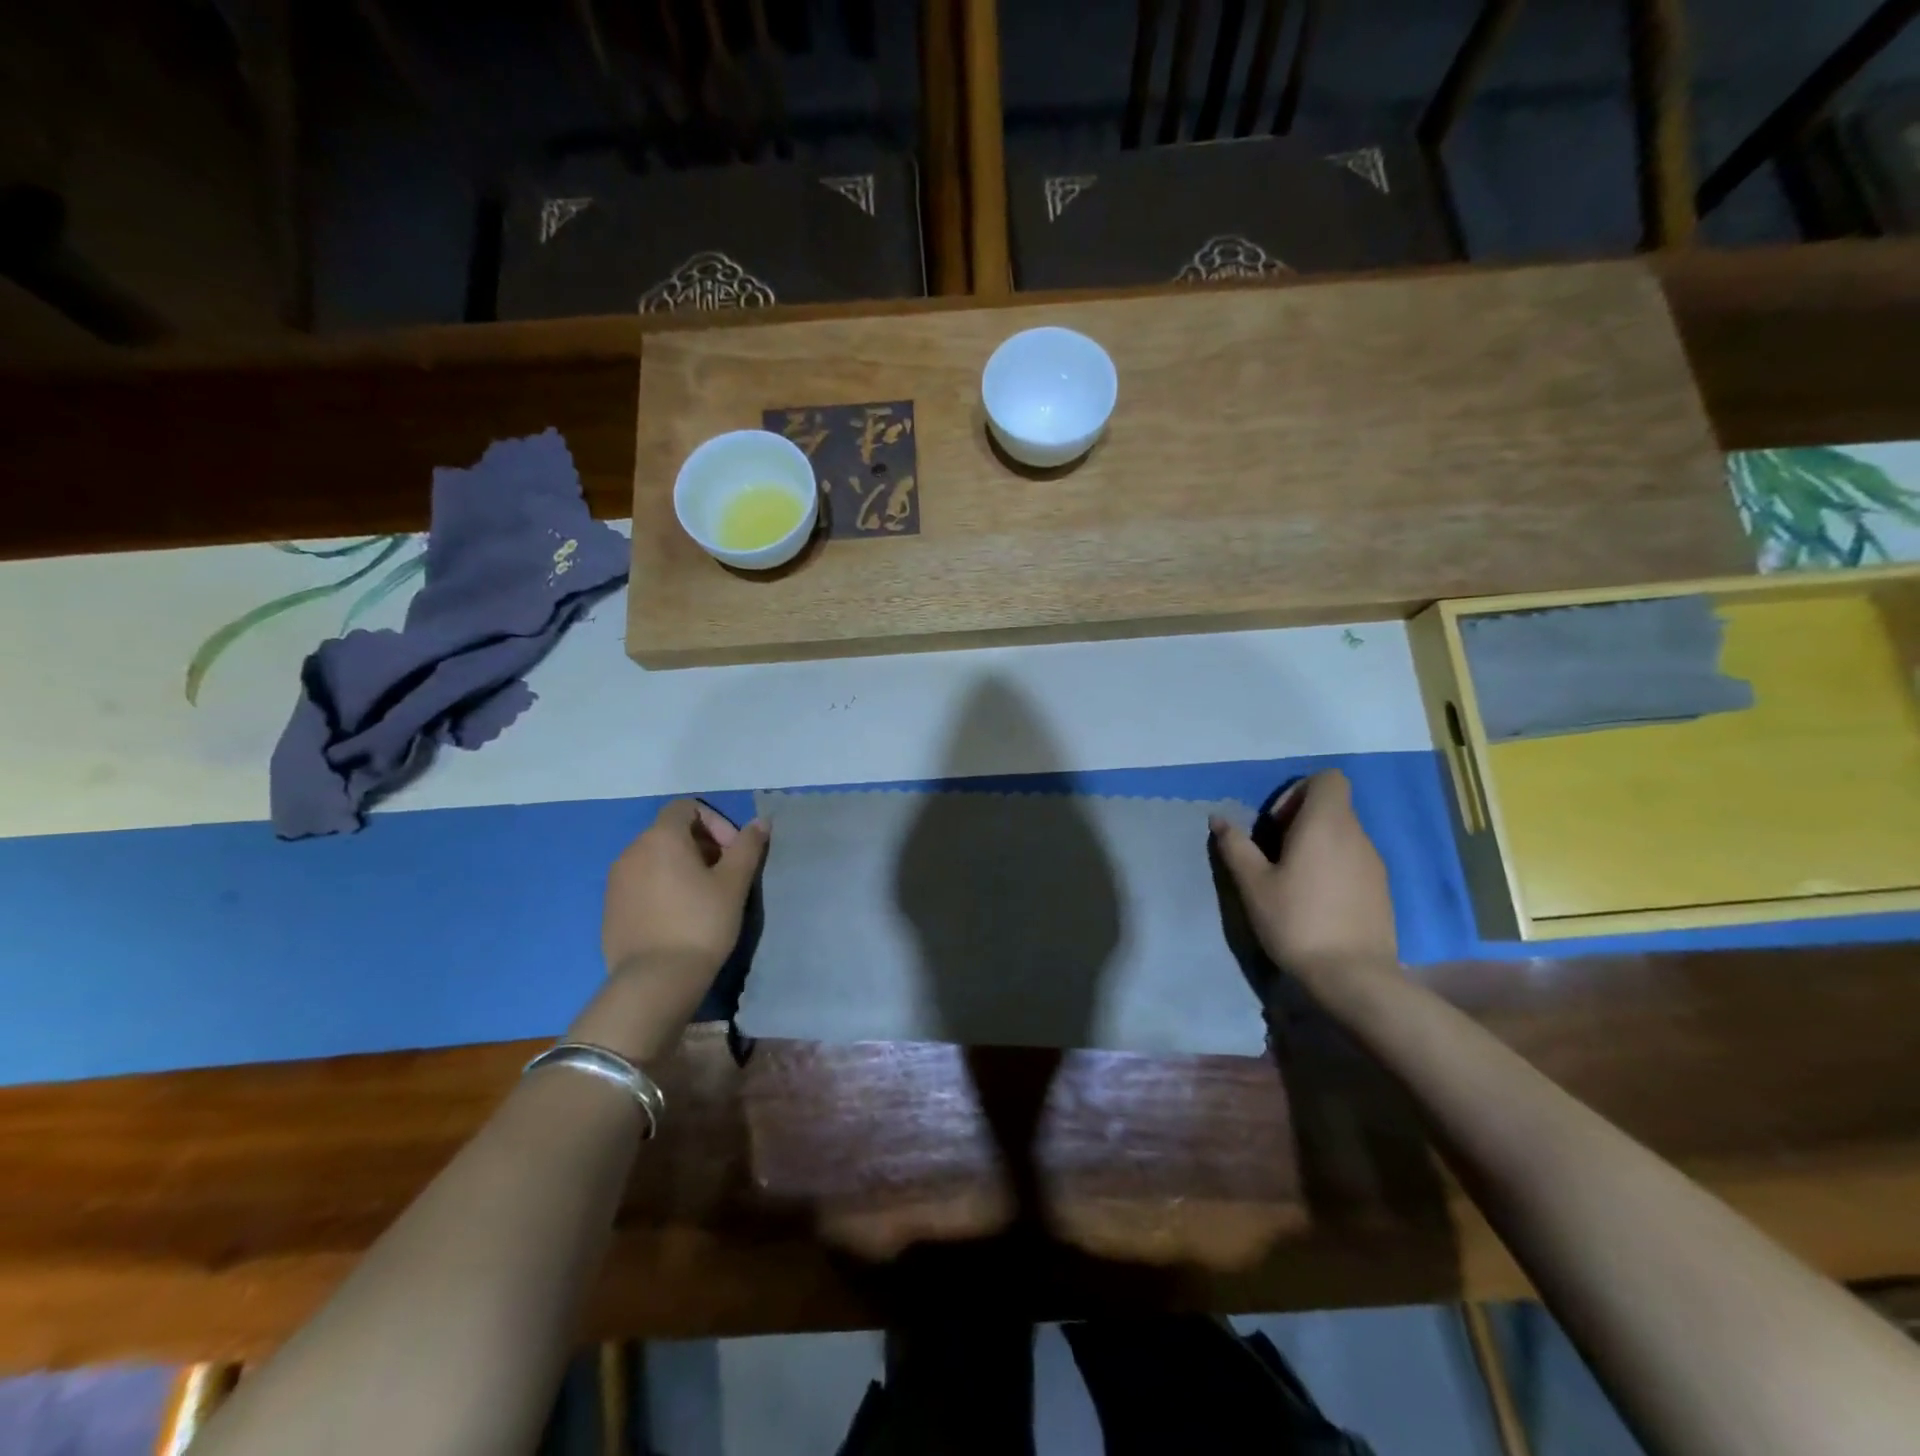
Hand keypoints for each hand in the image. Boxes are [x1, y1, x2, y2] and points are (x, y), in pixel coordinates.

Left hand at [602, 799, 766, 978]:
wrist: (655, 981)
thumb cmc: (701, 923)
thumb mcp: (734, 883)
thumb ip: (747, 847)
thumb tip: (760, 822)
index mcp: (661, 837)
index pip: (687, 807)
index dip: (715, 822)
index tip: (733, 852)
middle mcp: (631, 851)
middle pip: (670, 832)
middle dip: (702, 845)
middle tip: (724, 875)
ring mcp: (616, 881)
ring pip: (654, 858)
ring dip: (681, 866)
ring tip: (703, 897)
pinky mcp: (610, 908)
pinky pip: (640, 883)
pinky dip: (662, 887)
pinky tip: (678, 917)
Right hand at [1209, 770, 1397, 992]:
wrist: (1353, 976)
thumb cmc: (1297, 921)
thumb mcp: (1253, 884)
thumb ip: (1236, 846)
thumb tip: (1219, 818)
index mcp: (1326, 825)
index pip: (1328, 778)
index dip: (1298, 791)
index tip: (1276, 824)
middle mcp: (1357, 836)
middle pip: (1333, 806)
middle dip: (1300, 820)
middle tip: (1275, 854)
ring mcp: (1374, 863)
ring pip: (1343, 835)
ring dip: (1316, 845)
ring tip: (1293, 881)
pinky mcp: (1382, 890)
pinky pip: (1354, 860)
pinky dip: (1333, 866)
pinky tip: (1316, 901)